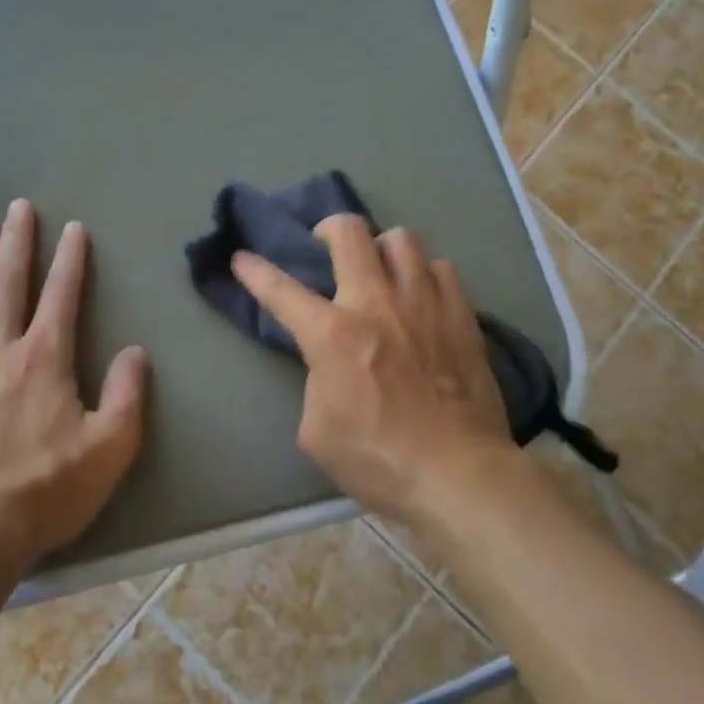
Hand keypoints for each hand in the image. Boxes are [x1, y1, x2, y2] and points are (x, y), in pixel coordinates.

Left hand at [0, 200, 147, 604]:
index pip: (62, 296)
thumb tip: (137, 351)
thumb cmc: (50, 488)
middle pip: (10, 285)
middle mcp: (1, 352)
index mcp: (46, 359)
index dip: (70, 260)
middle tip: (19, 207)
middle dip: (18, 243)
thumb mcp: (111, 446)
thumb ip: (128, 394)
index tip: (74, 228)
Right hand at [232, 215, 516, 529]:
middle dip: (329, 228)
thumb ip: (316, 384)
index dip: (254, 270)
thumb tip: (330, 368)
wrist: (459, 475)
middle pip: (350, 232)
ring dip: (383, 248)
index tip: (241, 258)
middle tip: (327, 247)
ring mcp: (424, 303)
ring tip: (382, 269)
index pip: (280, 289)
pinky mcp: (462, 316)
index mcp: (331, 334)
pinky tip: (424, 294)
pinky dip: (426, 274)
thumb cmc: (379, 460)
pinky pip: (443, 269)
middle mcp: (376, 303)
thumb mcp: (318, 432)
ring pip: (402, 239)